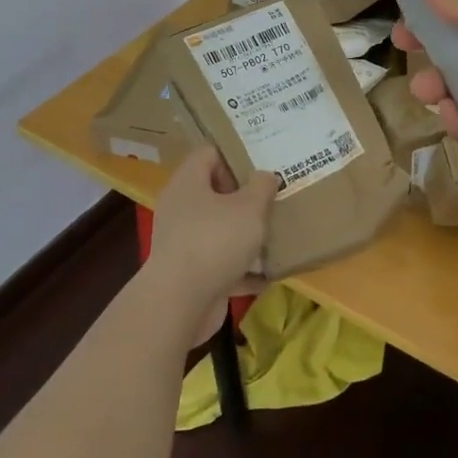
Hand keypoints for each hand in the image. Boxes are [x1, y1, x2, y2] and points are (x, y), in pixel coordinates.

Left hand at [146, 149, 277, 342]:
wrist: (180, 304)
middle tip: (275, 198)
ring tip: (277, 233)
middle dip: (246, 197)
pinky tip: (268, 274)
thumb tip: (265, 176)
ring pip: (220, 229)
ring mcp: (183, 242)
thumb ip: (262, 186)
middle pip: (215, 192)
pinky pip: (221, 262)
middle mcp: (181, 208)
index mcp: (188, 183)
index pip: (210, 154)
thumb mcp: (250, 207)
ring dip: (245, 233)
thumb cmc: (215, 241)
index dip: (235, 156)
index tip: (263, 167)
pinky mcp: (190, 273)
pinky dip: (242, 267)